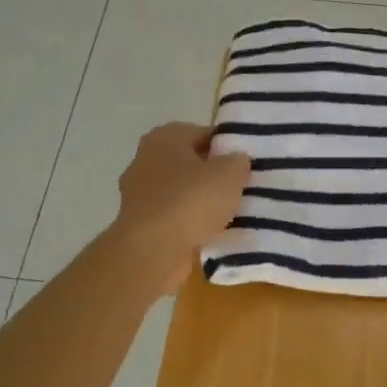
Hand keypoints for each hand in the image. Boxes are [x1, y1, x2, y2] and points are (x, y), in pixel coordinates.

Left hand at [112, 123, 250, 294]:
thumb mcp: (230, 173)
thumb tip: (236, 161)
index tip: (248, 164)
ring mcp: (139, 194)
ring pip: (183, 192)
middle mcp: (146, 159)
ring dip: (203, 202)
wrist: (152, 252)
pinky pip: (175, 218)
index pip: (205, 134)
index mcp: (165, 137)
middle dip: (214, 175)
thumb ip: (238, 161)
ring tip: (232, 214)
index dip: (228, 147)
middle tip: (242, 188)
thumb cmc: (191, 201)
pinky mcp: (140, 224)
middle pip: (192, 163)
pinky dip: (191, 224)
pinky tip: (212, 234)